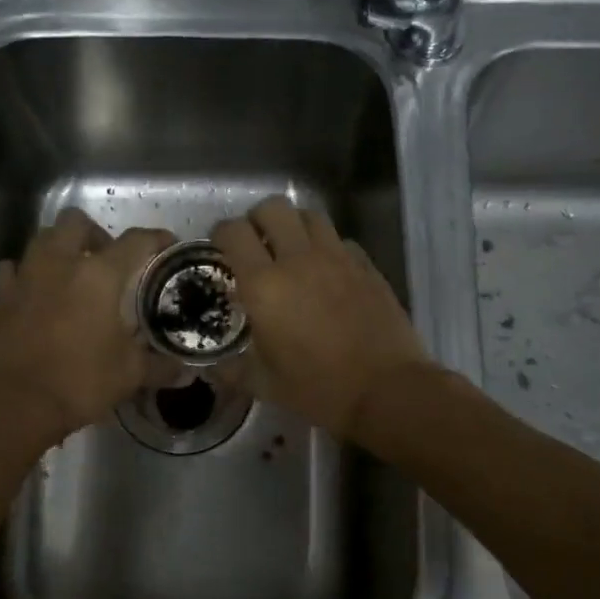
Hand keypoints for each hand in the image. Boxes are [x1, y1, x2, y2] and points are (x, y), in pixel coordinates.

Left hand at [0, 209, 174, 452]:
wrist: (13, 404)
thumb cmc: (79, 382)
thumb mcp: (129, 375)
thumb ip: (160, 367)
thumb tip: (186, 372)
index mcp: (99, 275)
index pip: (136, 240)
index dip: (156, 238)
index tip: (167, 244)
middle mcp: (60, 263)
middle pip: (77, 221)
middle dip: (96, 234)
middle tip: (107, 261)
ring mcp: (25, 276)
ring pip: (42, 238)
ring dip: (60, 247)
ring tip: (72, 274)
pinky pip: (12, 269)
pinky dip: (25, 273)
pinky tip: (34, 292)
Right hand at [212, 195, 433, 442]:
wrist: (386, 390)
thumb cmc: (319, 388)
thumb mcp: (265, 385)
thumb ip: (232, 371)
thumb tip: (213, 369)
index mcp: (264, 285)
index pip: (233, 233)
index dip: (221, 234)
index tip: (220, 249)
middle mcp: (298, 260)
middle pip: (273, 208)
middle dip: (258, 219)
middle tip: (256, 244)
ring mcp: (337, 258)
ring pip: (309, 215)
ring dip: (294, 226)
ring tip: (291, 250)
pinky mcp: (366, 266)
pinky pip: (341, 240)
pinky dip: (327, 247)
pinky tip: (327, 271)